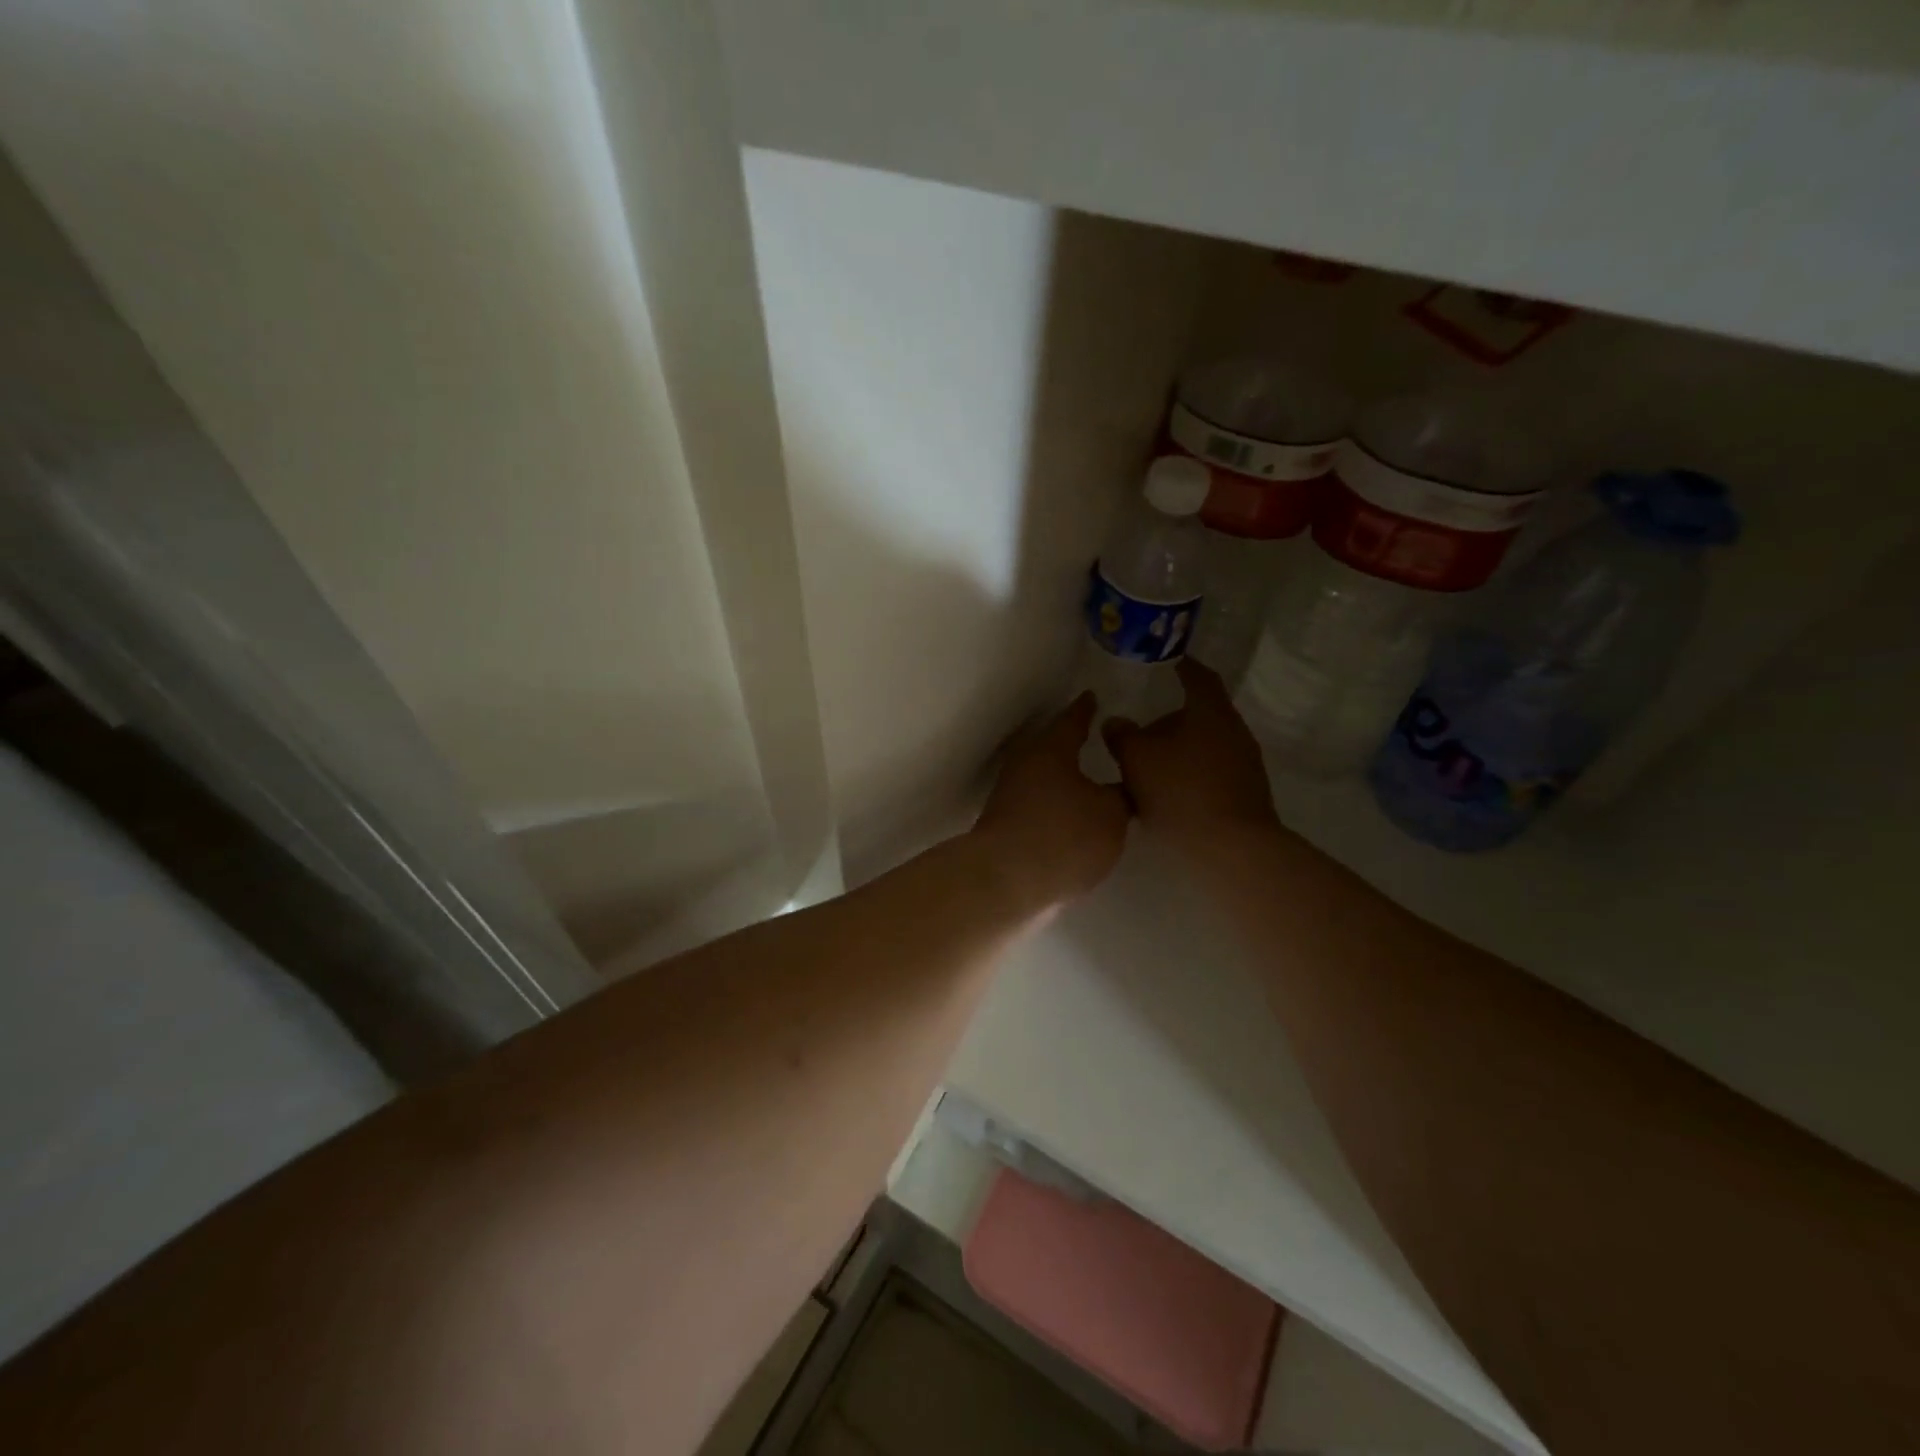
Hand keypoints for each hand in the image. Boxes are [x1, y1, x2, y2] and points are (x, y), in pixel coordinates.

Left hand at [972, 693, 1130, 910]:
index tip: (1093, 697)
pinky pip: (1038, 806)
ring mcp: (1010, 796)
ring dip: (1064, 778)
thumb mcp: (1112, 814)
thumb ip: (1121, 797)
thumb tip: (1119, 790)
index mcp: (1051, 749)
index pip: (1073, 719)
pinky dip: (1055, 806)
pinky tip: (1073, 818)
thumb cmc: (1064, 835)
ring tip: (1092, 782)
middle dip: (1073, 743)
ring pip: (1043, 777)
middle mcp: (1025, 765)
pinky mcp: (1005, 827)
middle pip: (1053, 747)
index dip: (1086, 709)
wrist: (1006, 881)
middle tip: (1097, 739)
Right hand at [1103, 659, 1279, 859]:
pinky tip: (1169, 794)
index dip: (1183, 666)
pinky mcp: (1246, 793)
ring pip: (1205, 745)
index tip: (1170, 662)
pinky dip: (1190, 774)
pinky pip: (1211, 772)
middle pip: (1201, 714)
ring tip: (1150, 765)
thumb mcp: (1137, 759)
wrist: (1232, 847)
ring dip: (1180, 750)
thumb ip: (1122, 736)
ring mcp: (1245, 764)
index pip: (1198, 677)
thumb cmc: (1182, 791)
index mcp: (1210, 712)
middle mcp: (1234, 731)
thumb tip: (1115, 722)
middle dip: (1172, 718)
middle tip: (1143, 728)